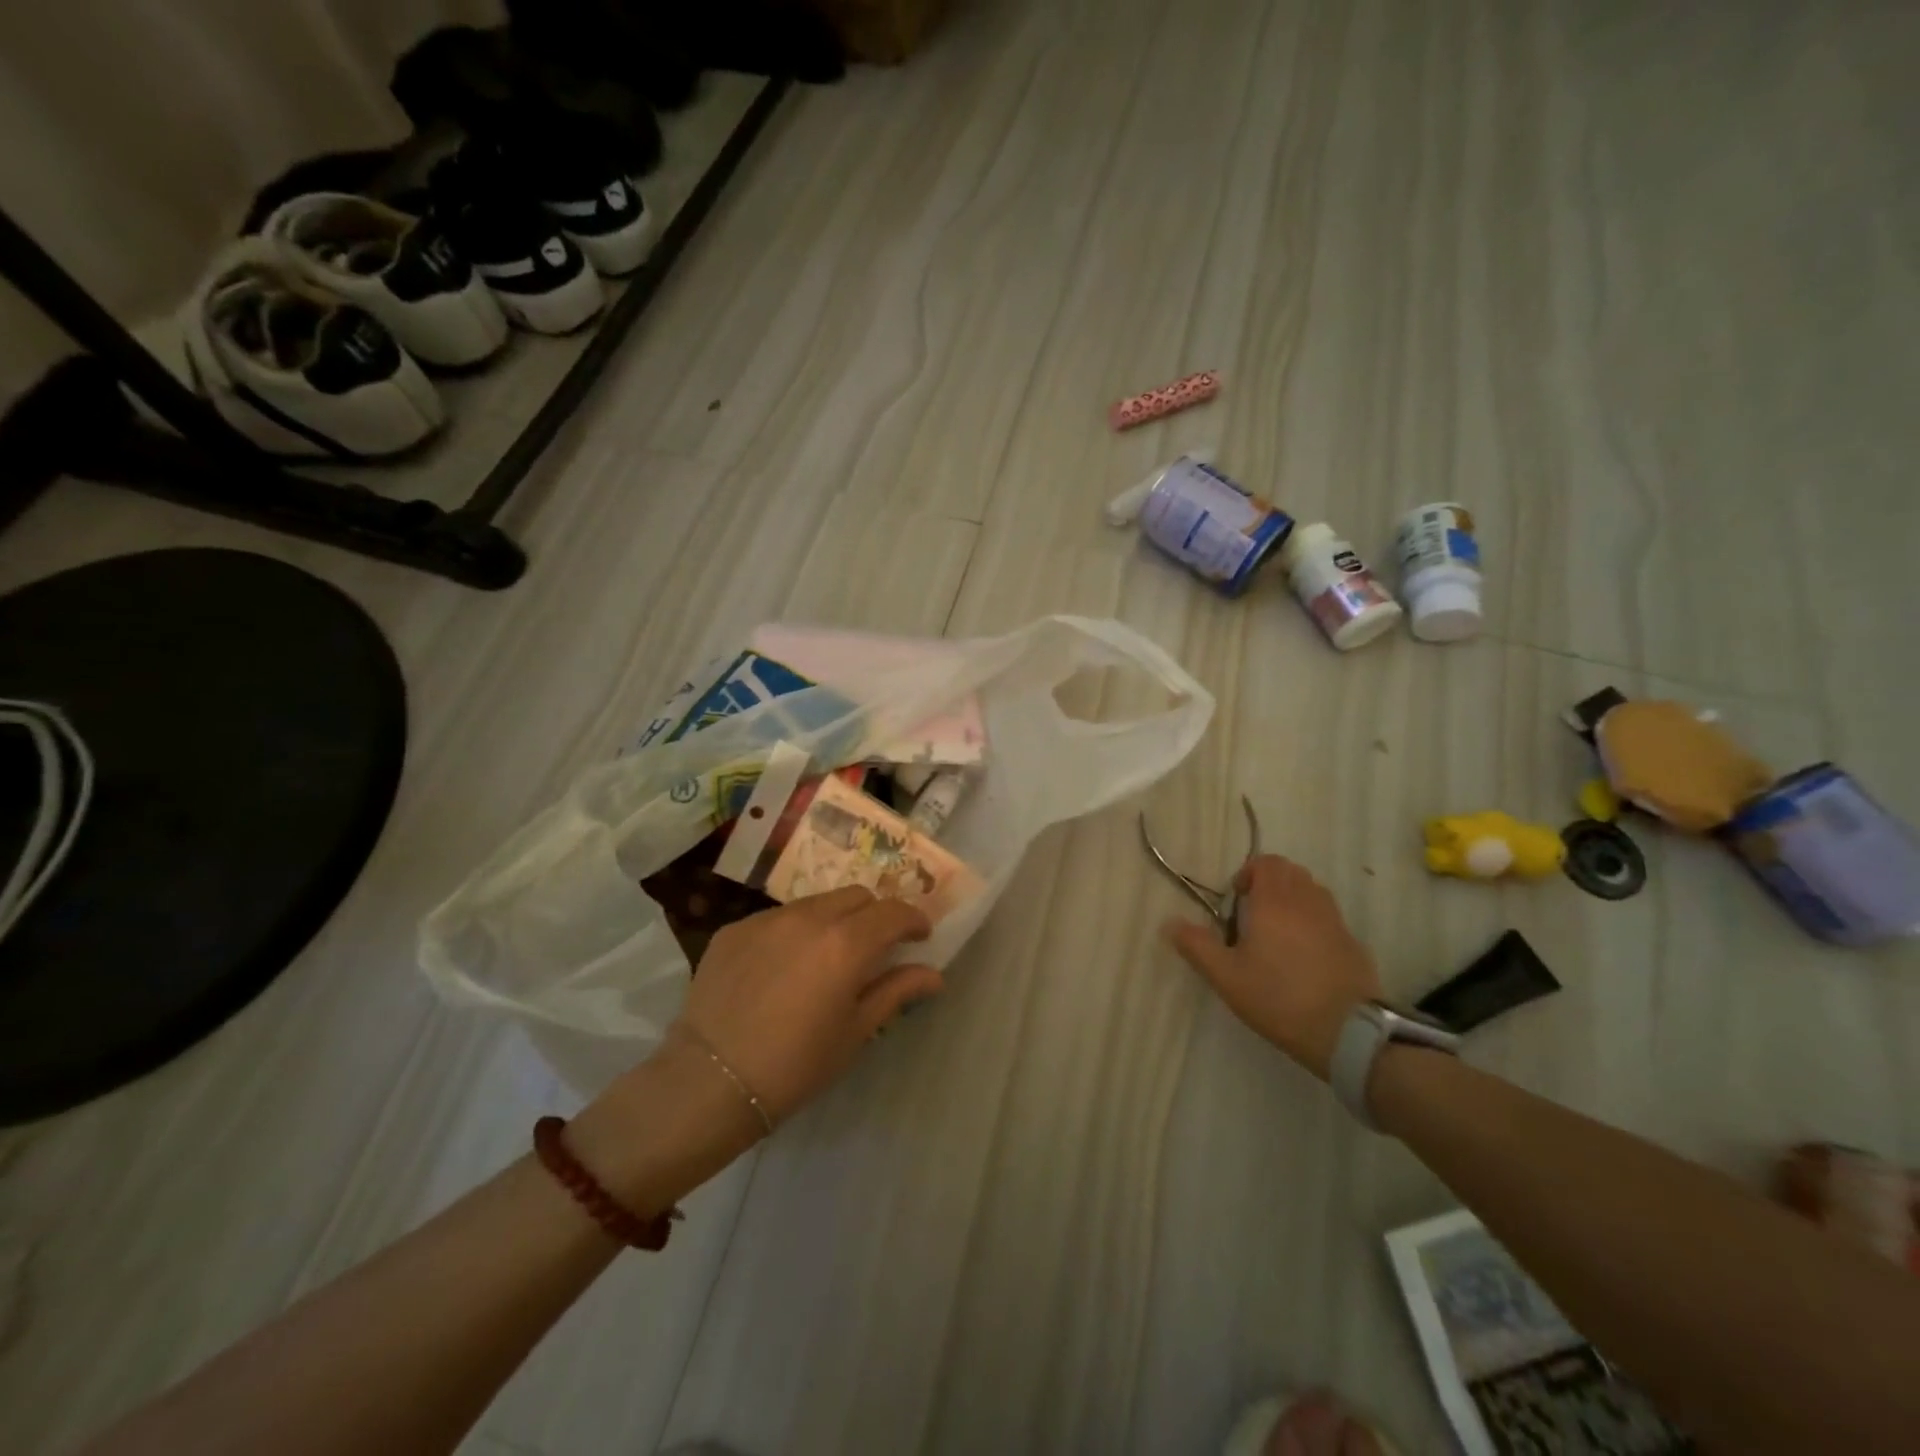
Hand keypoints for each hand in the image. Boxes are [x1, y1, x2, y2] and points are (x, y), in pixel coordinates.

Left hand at [676, 886, 943, 1123]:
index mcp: (845, 944)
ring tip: (825, 957)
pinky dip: (793, 932)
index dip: (913, 920)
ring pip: (816, 902)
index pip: (893, 912)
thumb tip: (934, 974)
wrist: (710, 1081)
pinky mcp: (734, 929)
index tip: (919, 937)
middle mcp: (808, 918)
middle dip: (874, 915)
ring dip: (834, 920)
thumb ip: (896, 992)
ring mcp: (767, 919)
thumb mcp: (855, 1032)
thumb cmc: (795, 1066)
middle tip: (874, 947)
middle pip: (857, 896)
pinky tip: (782, 968)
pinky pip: (777, 918)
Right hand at [1165, 855, 1381, 1078]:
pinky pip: (1329, 917)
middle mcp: (1307, 902)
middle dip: (1270, 884)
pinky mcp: (1353, 943)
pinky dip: (1313, 922)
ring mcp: (1335, 921)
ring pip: (1312, 891)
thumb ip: (1197, 946)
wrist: (1349, 1032)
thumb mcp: (1227, 977)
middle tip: (1253, 915)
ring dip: (1293, 900)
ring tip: (1277, 933)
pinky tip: (1304, 956)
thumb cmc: (1280, 998)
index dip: (1248, 874)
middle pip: (1291, 871)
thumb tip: (1169, 922)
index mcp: (1275, 902)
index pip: (1266, 863)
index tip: (1237, 901)